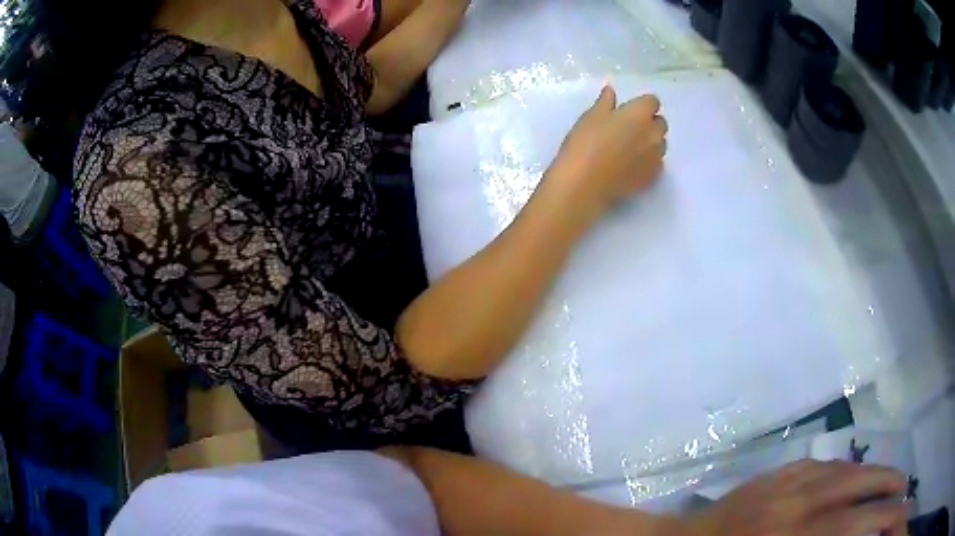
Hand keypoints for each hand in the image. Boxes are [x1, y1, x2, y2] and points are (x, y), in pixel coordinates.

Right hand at [546, 85, 666, 219]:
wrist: (585, 183)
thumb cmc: (585, 144)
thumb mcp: (591, 117)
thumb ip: (605, 103)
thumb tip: (611, 91)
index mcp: (639, 113)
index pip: (652, 102)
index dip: (642, 104)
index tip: (629, 110)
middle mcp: (654, 133)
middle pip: (661, 123)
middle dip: (649, 123)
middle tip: (630, 129)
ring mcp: (656, 157)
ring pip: (661, 144)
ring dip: (651, 142)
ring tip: (631, 149)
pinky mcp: (652, 177)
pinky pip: (657, 164)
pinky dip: (649, 162)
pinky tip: (632, 166)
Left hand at [681, 460, 909, 535]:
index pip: (858, 526)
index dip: (888, 521)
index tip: (899, 519)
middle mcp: (797, 503)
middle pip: (864, 487)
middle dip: (894, 492)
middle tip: (905, 499)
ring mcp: (786, 483)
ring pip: (851, 470)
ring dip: (879, 477)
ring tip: (895, 485)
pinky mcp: (775, 475)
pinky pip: (826, 466)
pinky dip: (851, 471)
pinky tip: (859, 480)